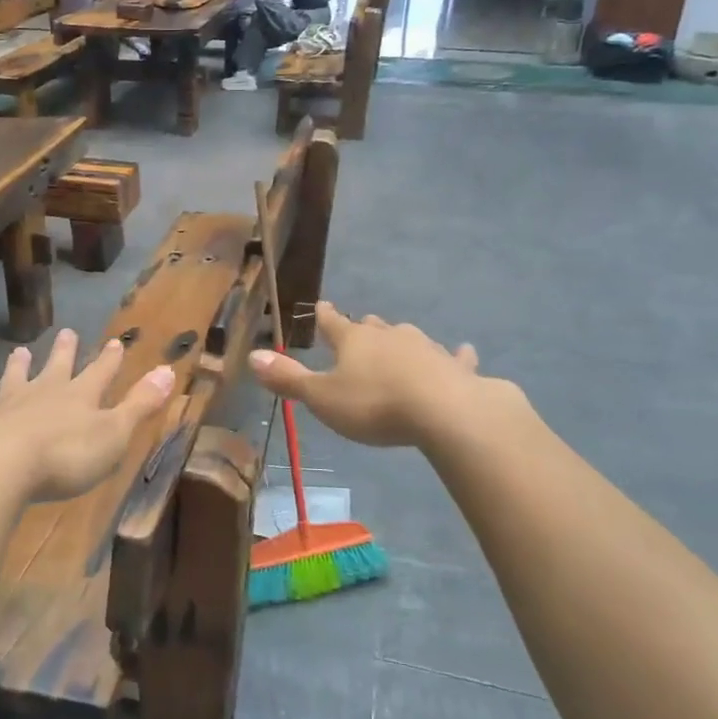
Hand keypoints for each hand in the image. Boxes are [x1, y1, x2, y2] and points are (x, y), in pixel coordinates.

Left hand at [0, 330, 174, 504]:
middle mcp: (43, 394)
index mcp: (79, 397)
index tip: (115, 342)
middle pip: (56, 368)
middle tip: (66, 332)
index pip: (100, 372)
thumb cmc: (64, 456)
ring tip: (18, 352)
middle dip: (64, 352)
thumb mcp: (114, 433)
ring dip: (17, 368)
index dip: (109, 359)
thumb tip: (169, 370)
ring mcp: (6, 408)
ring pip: (14, 380)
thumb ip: (140, 404)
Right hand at [250, 300, 503, 448]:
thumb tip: (252, 355)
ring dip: (400, 341)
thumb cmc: (375, 405)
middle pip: (372, 327)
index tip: (321, 307)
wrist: (445, 412)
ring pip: (408, 338)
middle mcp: (389, 336)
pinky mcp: (456, 367)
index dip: (324, 317)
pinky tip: (464, 352)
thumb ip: (289, 378)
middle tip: (360, 327)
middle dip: (364, 328)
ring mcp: (426, 348)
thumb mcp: (322, 398)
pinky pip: (455, 357)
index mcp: (354, 340)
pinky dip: (455, 356)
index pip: (332, 323)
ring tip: (397, 343)